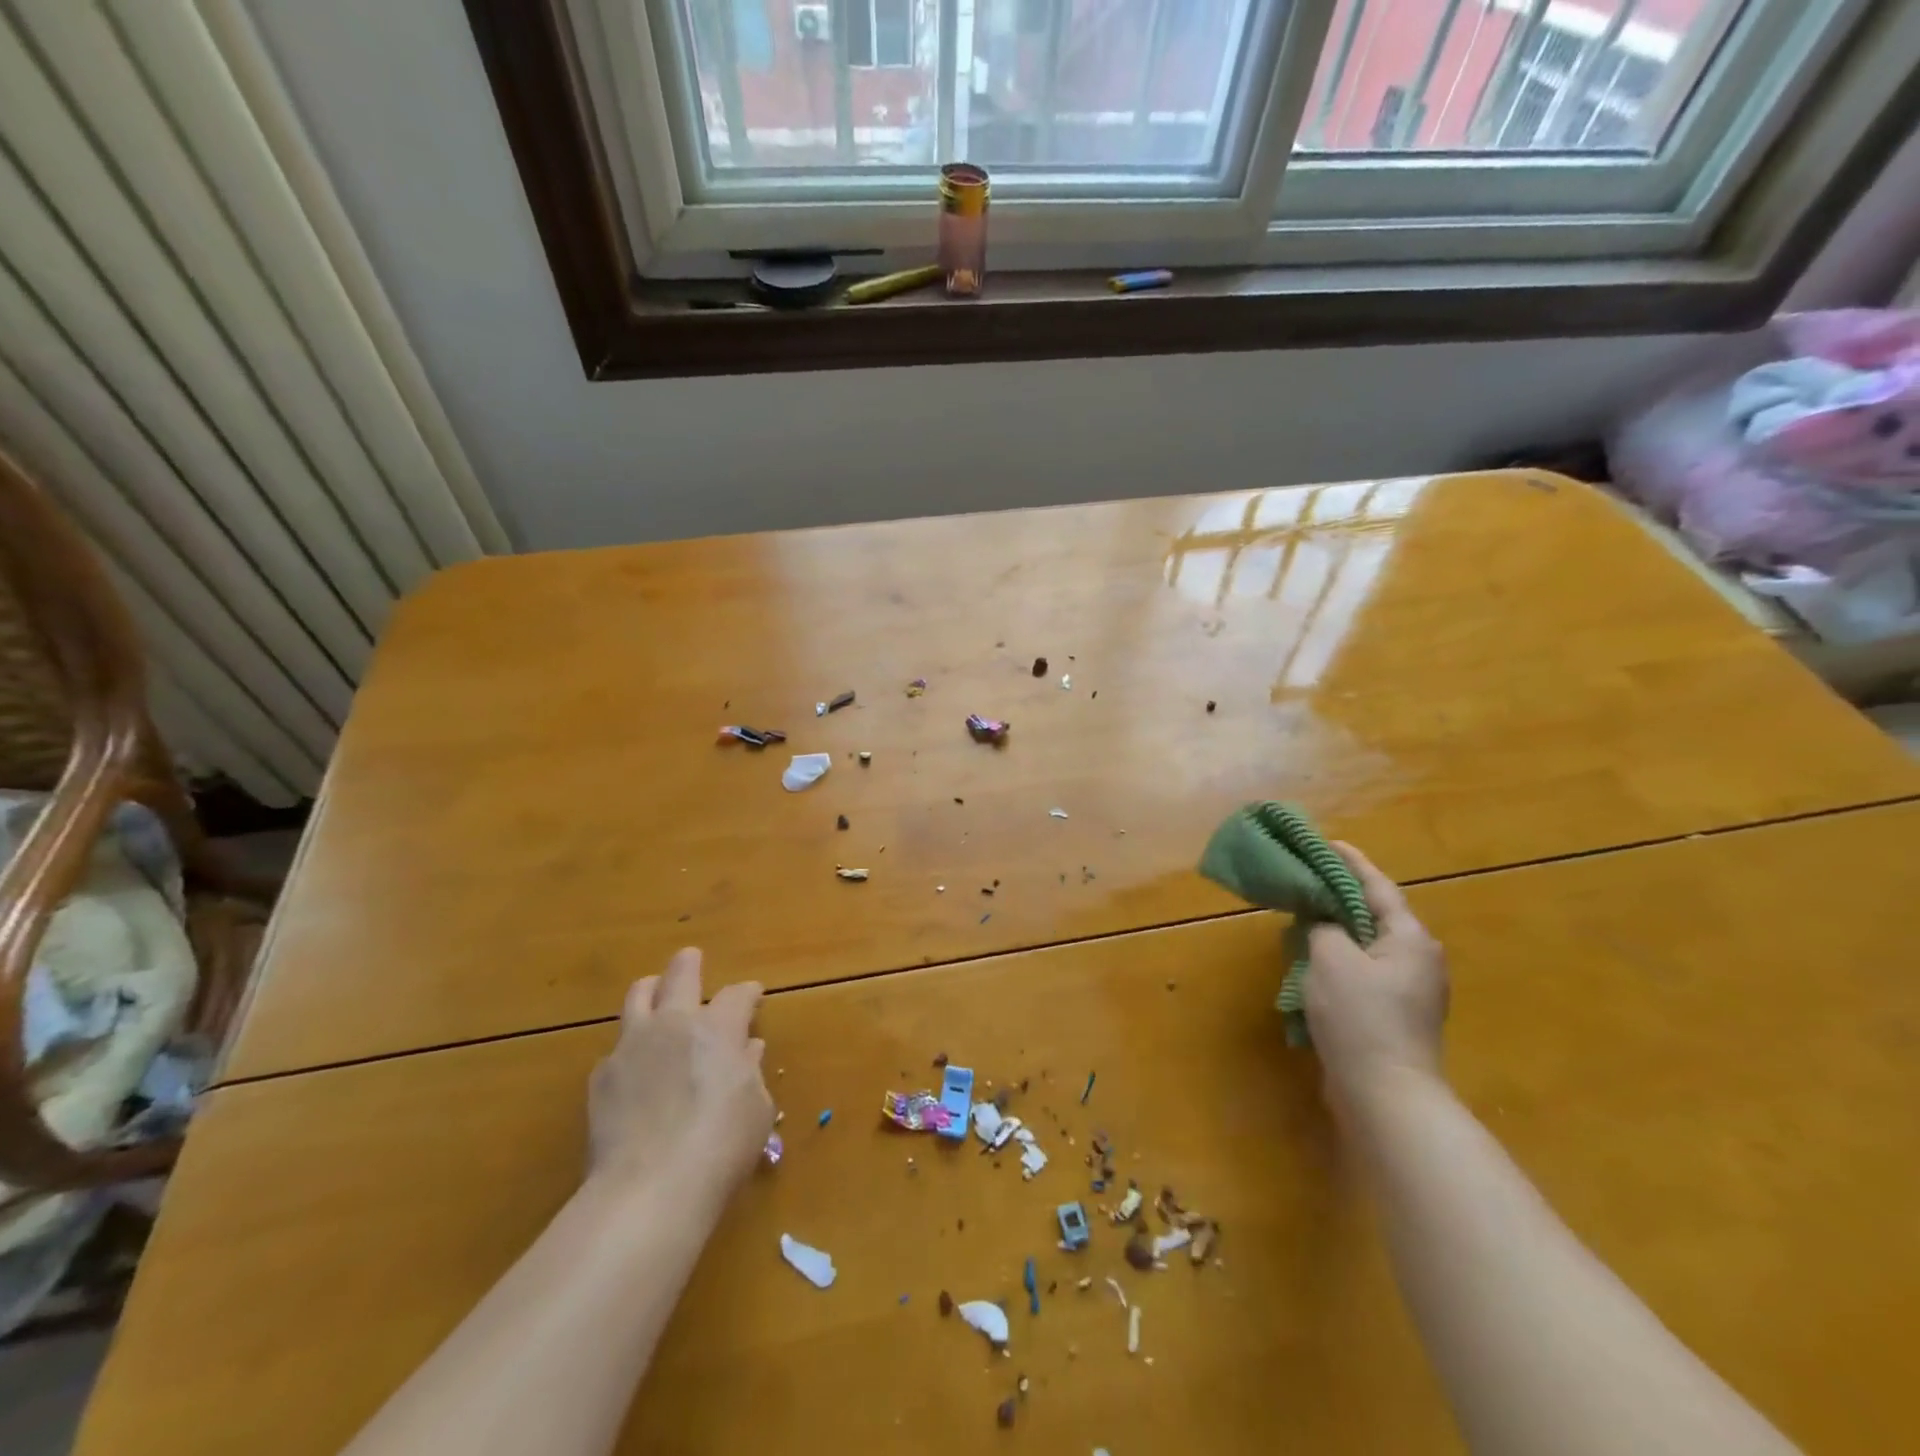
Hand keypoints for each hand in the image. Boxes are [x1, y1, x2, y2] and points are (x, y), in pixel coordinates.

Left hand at [587, 948, 772, 1204]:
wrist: (649, 1189)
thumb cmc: (721, 1147)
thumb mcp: (756, 1110)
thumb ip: (750, 1072)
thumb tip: (746, 1051)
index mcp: (718, 1028)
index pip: (737, 995)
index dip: (748, 993)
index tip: (753, 996)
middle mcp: (674, 1024)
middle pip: (680, 975)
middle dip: (688, 964)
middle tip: (691, 959)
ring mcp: (632, 1046)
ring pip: (638, 996)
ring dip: (651, 991)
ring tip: (654, 995)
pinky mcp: (601, 1077)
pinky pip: (616, 1049)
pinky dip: (629, 1050)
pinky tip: (635, 1071)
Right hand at [1305, 843, 1448, 1105]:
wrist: (1386, 1094)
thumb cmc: (1360, 1017)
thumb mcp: (1331, 959)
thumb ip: (1324, 928)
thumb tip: (1323, 924)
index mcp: (1410, 938)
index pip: (1378, 887)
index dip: (1351, 863)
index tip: (1327, 843)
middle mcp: (1419, 959)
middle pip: (1376, 915)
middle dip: (1342, 897)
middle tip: (1308, 881)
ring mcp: (1411, 990)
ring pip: (1369, 944)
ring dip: (1338, 930)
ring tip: (1305, 918)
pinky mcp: (1397, 1015)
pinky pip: (1365, 971)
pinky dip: (1341, 959)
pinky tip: (1315, 963)